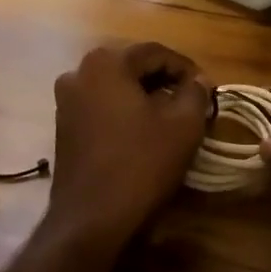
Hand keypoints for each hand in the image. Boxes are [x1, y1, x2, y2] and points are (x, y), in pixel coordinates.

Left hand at [46, 42, 211, 246]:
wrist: (91, 219)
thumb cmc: (141, 163)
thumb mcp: (184, 125)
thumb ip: (196, 93)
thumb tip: (199, 80)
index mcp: (107, 63)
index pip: (156, 52)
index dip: (186, 68)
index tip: (207, 88)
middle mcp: (79, 72)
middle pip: (133, 66)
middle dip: (165, 80)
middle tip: (192, 100)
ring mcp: (66, 101)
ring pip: (116, 87)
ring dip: (145, 96)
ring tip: (171, 117)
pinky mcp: (63, 127)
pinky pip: (101, 106)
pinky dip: (125, 111)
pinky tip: (144, 133)